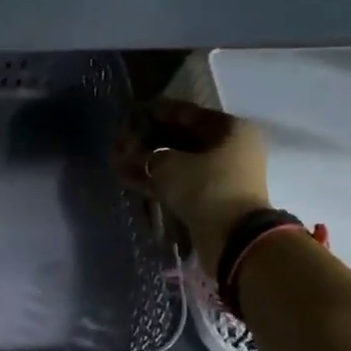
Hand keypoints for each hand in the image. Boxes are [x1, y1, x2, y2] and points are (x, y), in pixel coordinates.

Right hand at [121, 98, 270, 271]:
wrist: (234, 237)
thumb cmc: (206, 187)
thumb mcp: (169, 164)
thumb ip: (146, 154)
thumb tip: (130, 155)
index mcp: (230, 129)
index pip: (186, 113)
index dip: (155, 113)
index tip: (130, 114)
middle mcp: (229, 148)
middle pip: (181, 138)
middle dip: (148, 140)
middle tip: (120, 141)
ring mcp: (220, 176)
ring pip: (177, 162)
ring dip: (148, 162)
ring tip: (117, 161)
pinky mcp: (209, 199)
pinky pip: (178, 183)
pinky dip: (154, 181)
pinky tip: (127, 178)